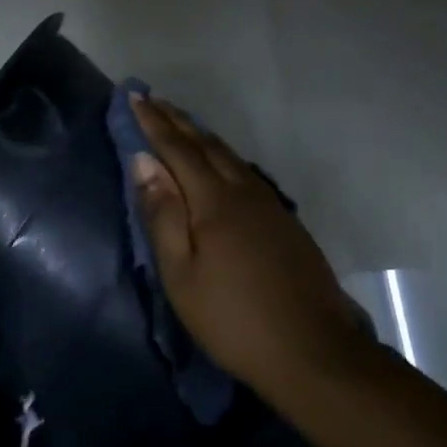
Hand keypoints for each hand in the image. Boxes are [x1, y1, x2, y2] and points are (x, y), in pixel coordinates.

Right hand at [128, 96, 374, 402]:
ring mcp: (269, 206)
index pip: (178, 150)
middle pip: (207, 145)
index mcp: (215, 202)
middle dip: (177, 120)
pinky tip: (219, 162)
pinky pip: (245, 172)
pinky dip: (222, 156)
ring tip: (180, 122)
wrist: (312, 350)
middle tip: (153, 100)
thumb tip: (143, 162)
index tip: (134, 96)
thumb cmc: (232, 317)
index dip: (154, 123)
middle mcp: (244, 192)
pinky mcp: (284, 223)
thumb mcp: (181, 273)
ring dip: (201, 135)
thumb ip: (162, 214)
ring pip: (230, 156)